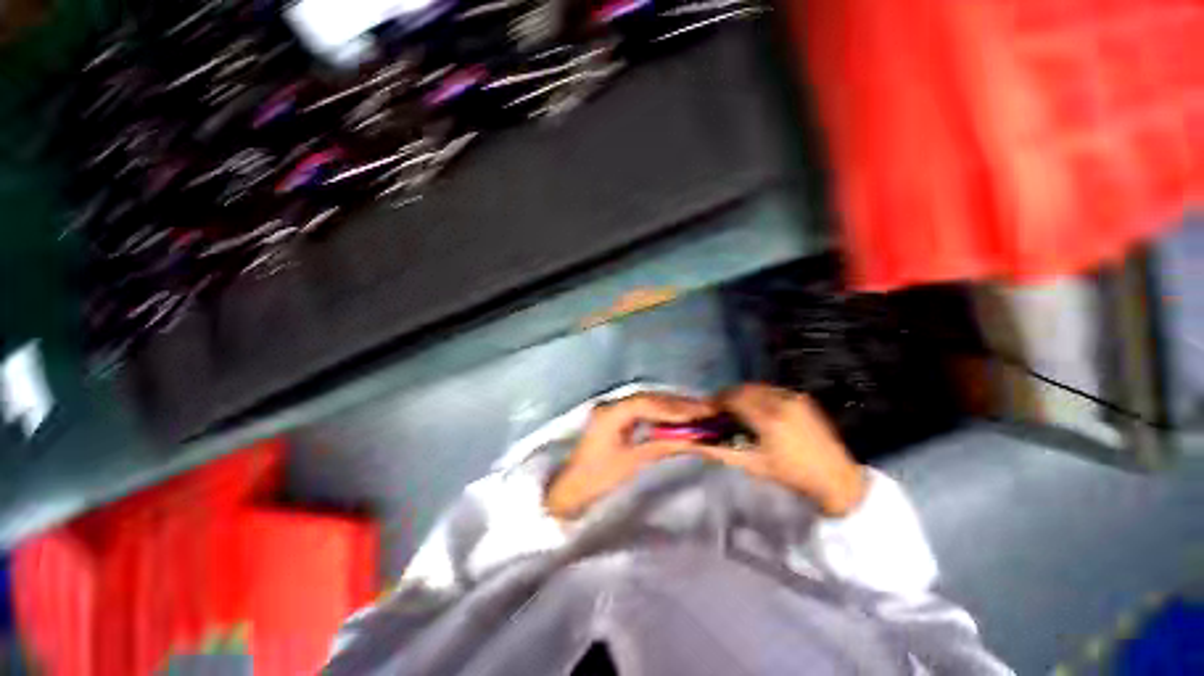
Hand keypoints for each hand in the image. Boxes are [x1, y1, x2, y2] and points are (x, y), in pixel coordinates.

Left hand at [545, 393, 716, 520]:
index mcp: (611, 413)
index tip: (699, 413)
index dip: (673, 407)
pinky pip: (643, 410)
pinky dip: (661, 413)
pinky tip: (677, 418)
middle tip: (705, 409)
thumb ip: (662, 445)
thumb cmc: (599, 476)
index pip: (646, 403)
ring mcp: (613, 409)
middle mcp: (612, 404)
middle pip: (649, 398)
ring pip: (647, 402)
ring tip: (697, 412)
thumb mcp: (633, 462)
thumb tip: (693, 438)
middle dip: (677, 404)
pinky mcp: (616, 417)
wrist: (572, 487)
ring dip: (671, 406)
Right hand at [694, 384, 867, 516]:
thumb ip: (721, 452)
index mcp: (769, 419)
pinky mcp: (803, 397)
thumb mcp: (753, 465)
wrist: (836, 477)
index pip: (734, 398)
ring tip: (737, 407)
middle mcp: (781, 402)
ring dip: (742, 393)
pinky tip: (757, 407)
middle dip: (728, 395)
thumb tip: (695, 443)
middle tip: (720, 408)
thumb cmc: (791, 474)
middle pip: (744, 388)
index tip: (709, 409)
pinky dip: (758, 394)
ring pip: (757, 386)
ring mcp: (794, 397)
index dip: (717, 401)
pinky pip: (772, 389)